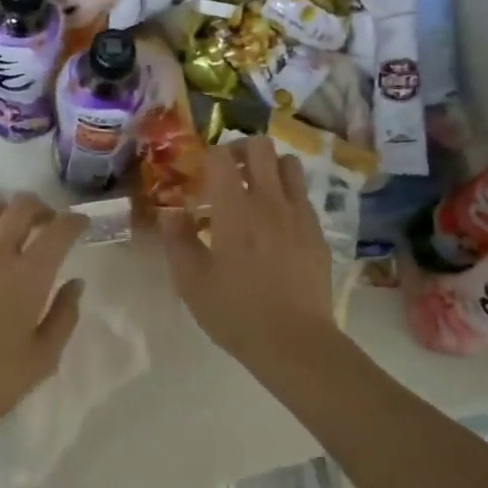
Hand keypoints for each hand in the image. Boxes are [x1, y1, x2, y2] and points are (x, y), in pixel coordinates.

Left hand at [0, 194, 86, 434]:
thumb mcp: (42, 359)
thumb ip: (64, 316)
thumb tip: (75, 284)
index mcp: (28, 275)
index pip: (59, 229)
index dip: (75, 221)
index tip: (82, 224)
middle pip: (22, 206)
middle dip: (41, 208)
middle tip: (48, 223)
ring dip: (7, 214)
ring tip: (12, 232)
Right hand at [156, 138, 335, 373]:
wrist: (294, 341)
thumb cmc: (236, 312)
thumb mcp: (191, 281)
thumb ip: (178, 240)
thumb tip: (170, 212)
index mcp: (234, 209)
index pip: (221, 156)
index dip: (207, 158)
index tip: (200, 177)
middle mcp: (269, 201)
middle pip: (260, 146)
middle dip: (240, 150)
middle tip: (227, 174)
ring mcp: (298, 214)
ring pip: (289, 163)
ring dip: (269, 167)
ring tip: (255, 191)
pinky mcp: (317, 231)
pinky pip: (303, 195)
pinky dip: (287, 194)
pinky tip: (276, 223)